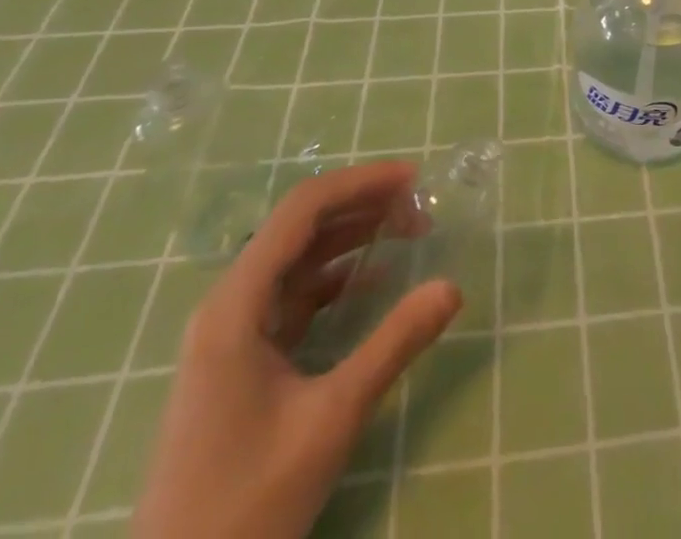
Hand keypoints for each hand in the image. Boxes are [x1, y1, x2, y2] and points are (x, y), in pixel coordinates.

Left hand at [132, 162, 461, 538]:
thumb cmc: (248, 502)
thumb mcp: (332, 418)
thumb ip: (394, 344)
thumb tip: (452, 287)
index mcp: (236, 304)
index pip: (302, 210)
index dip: (360, 183)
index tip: (414, 178)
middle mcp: (228, 305)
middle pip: (299, 228)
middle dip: (362, 207)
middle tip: (420, 206)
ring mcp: (230, 334)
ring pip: (297, 260)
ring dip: (351, 238)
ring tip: (407, 230)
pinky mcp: (239, 361)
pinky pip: (292, 296)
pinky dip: (335, 279)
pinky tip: (373, 280)